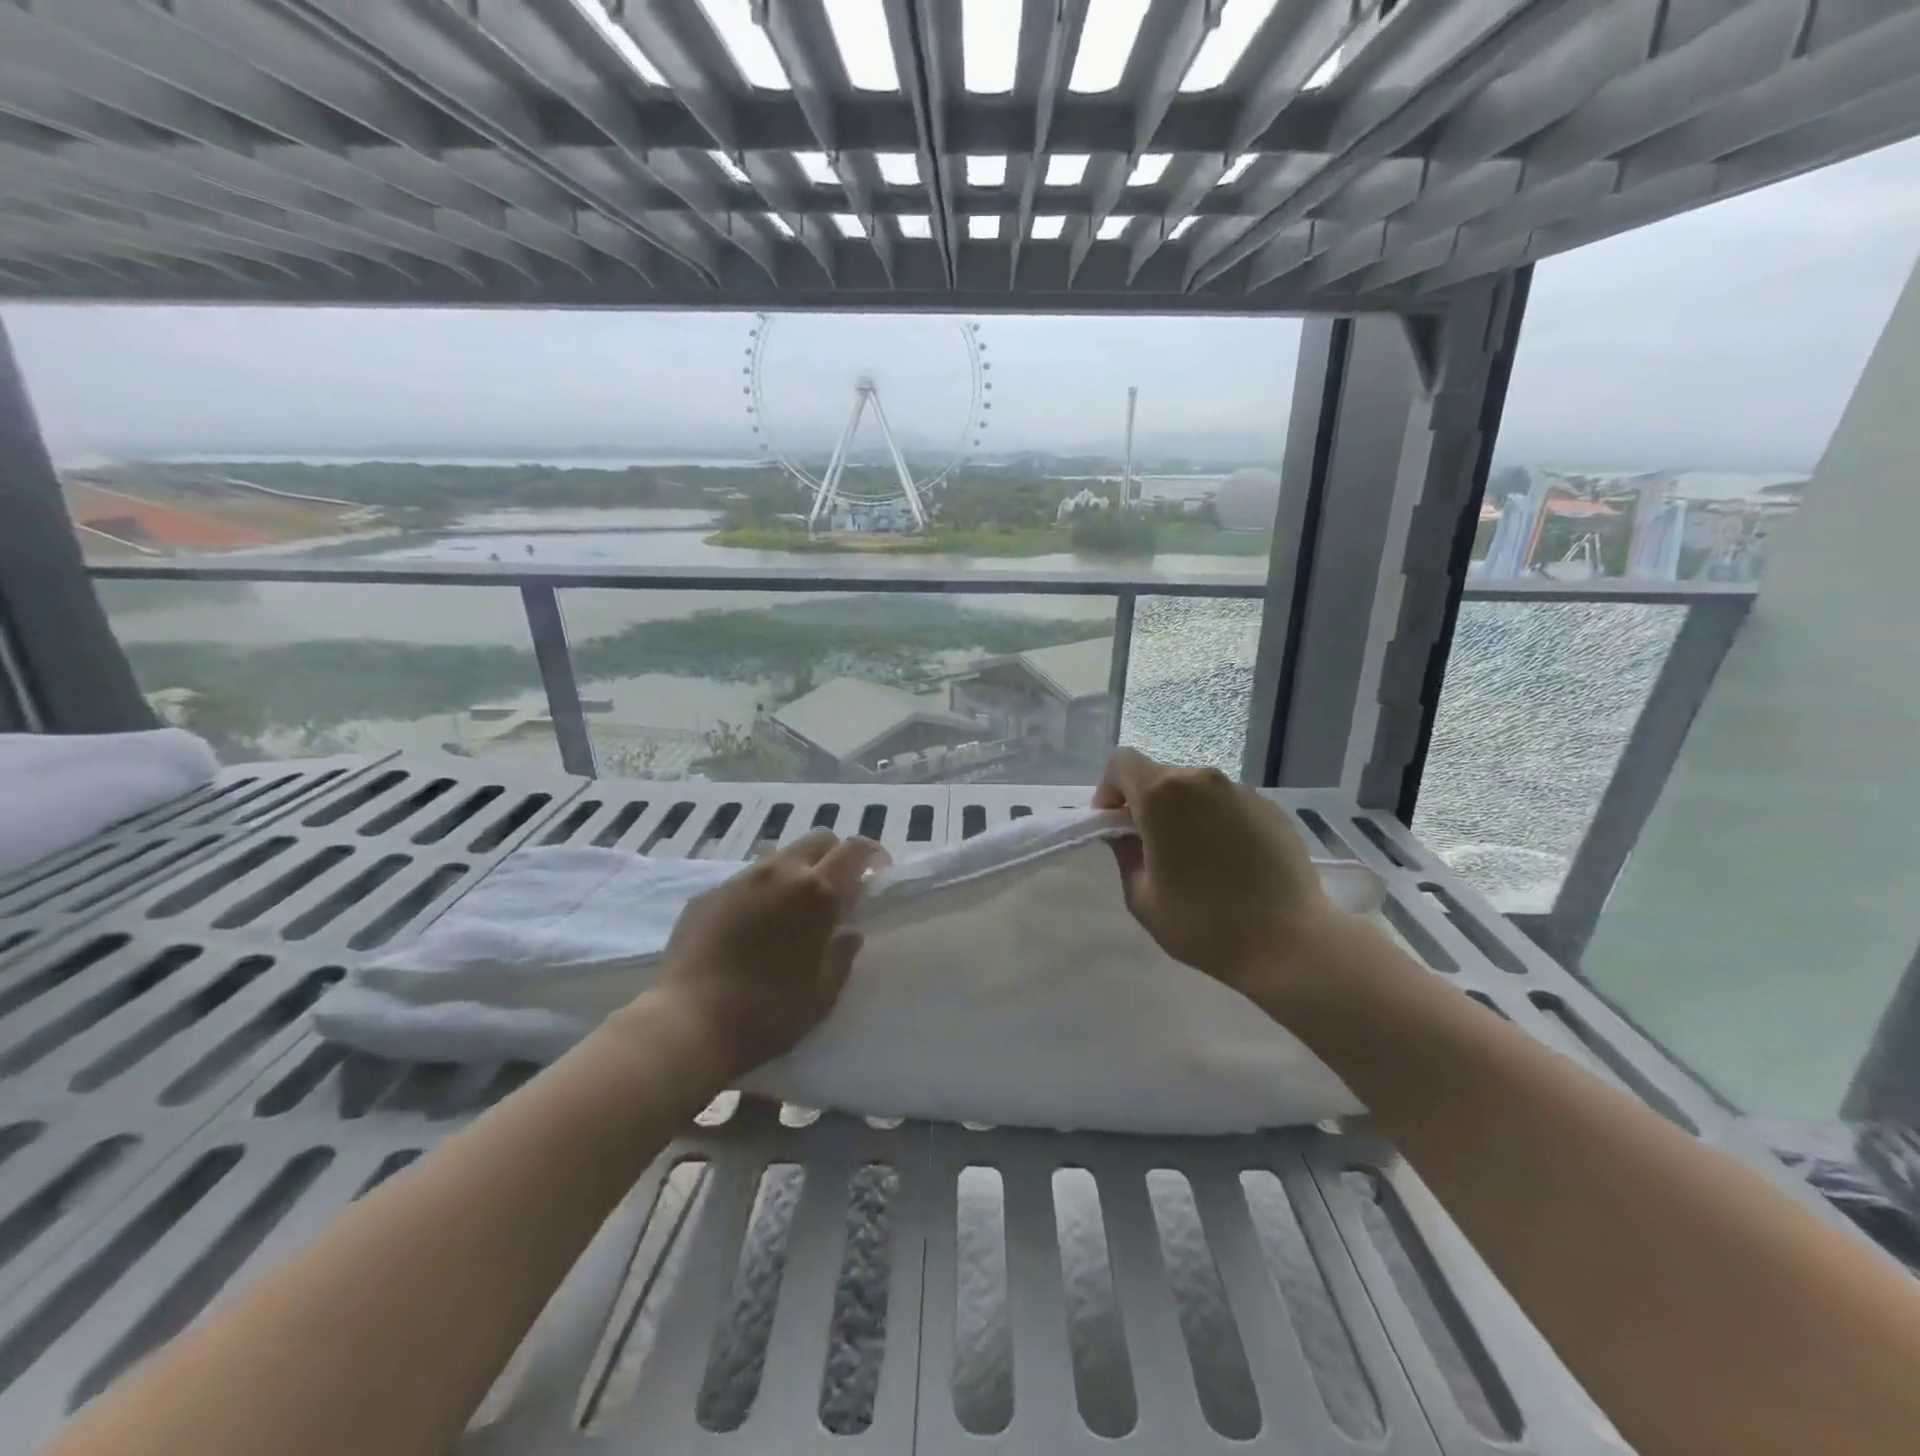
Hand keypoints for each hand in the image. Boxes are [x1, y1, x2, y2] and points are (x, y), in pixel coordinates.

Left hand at [644, 831, 888, 1079]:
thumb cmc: (767, 1014)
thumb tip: (849, 933)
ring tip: (790, 909)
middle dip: (834, 856)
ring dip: (796, 872)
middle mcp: (781, 873)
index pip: (855, 849)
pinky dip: (760, 892)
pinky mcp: (708, 894)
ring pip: (779, 856)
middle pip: (818, 839)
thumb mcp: (822, 995)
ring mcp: (740, 880)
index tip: (877, 873)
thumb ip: (842, 956)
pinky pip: (745, 880)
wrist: (686, 1024)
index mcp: (818, 893)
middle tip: (836, 890)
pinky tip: (750, 928)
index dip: (872, 854)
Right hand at [1094, 748, 1347, 999]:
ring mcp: (1242, 791)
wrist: (1289, 942)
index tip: (1115, 828)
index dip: (1109, 790)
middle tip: (1152, 850)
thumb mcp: (1141, 896)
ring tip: (1196, 860)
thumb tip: (1127, 834)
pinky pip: (1228, 805)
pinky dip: (1217, 823)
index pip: (1121, 763)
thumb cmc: (1202, 923)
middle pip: (1160, 776)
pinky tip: (1230, 864)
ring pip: (1196, 791)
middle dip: (1146, 805)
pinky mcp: (1271, 809)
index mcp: (1163, 794)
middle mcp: (1202, 780)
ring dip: (1184, 814)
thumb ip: (1125, 853)